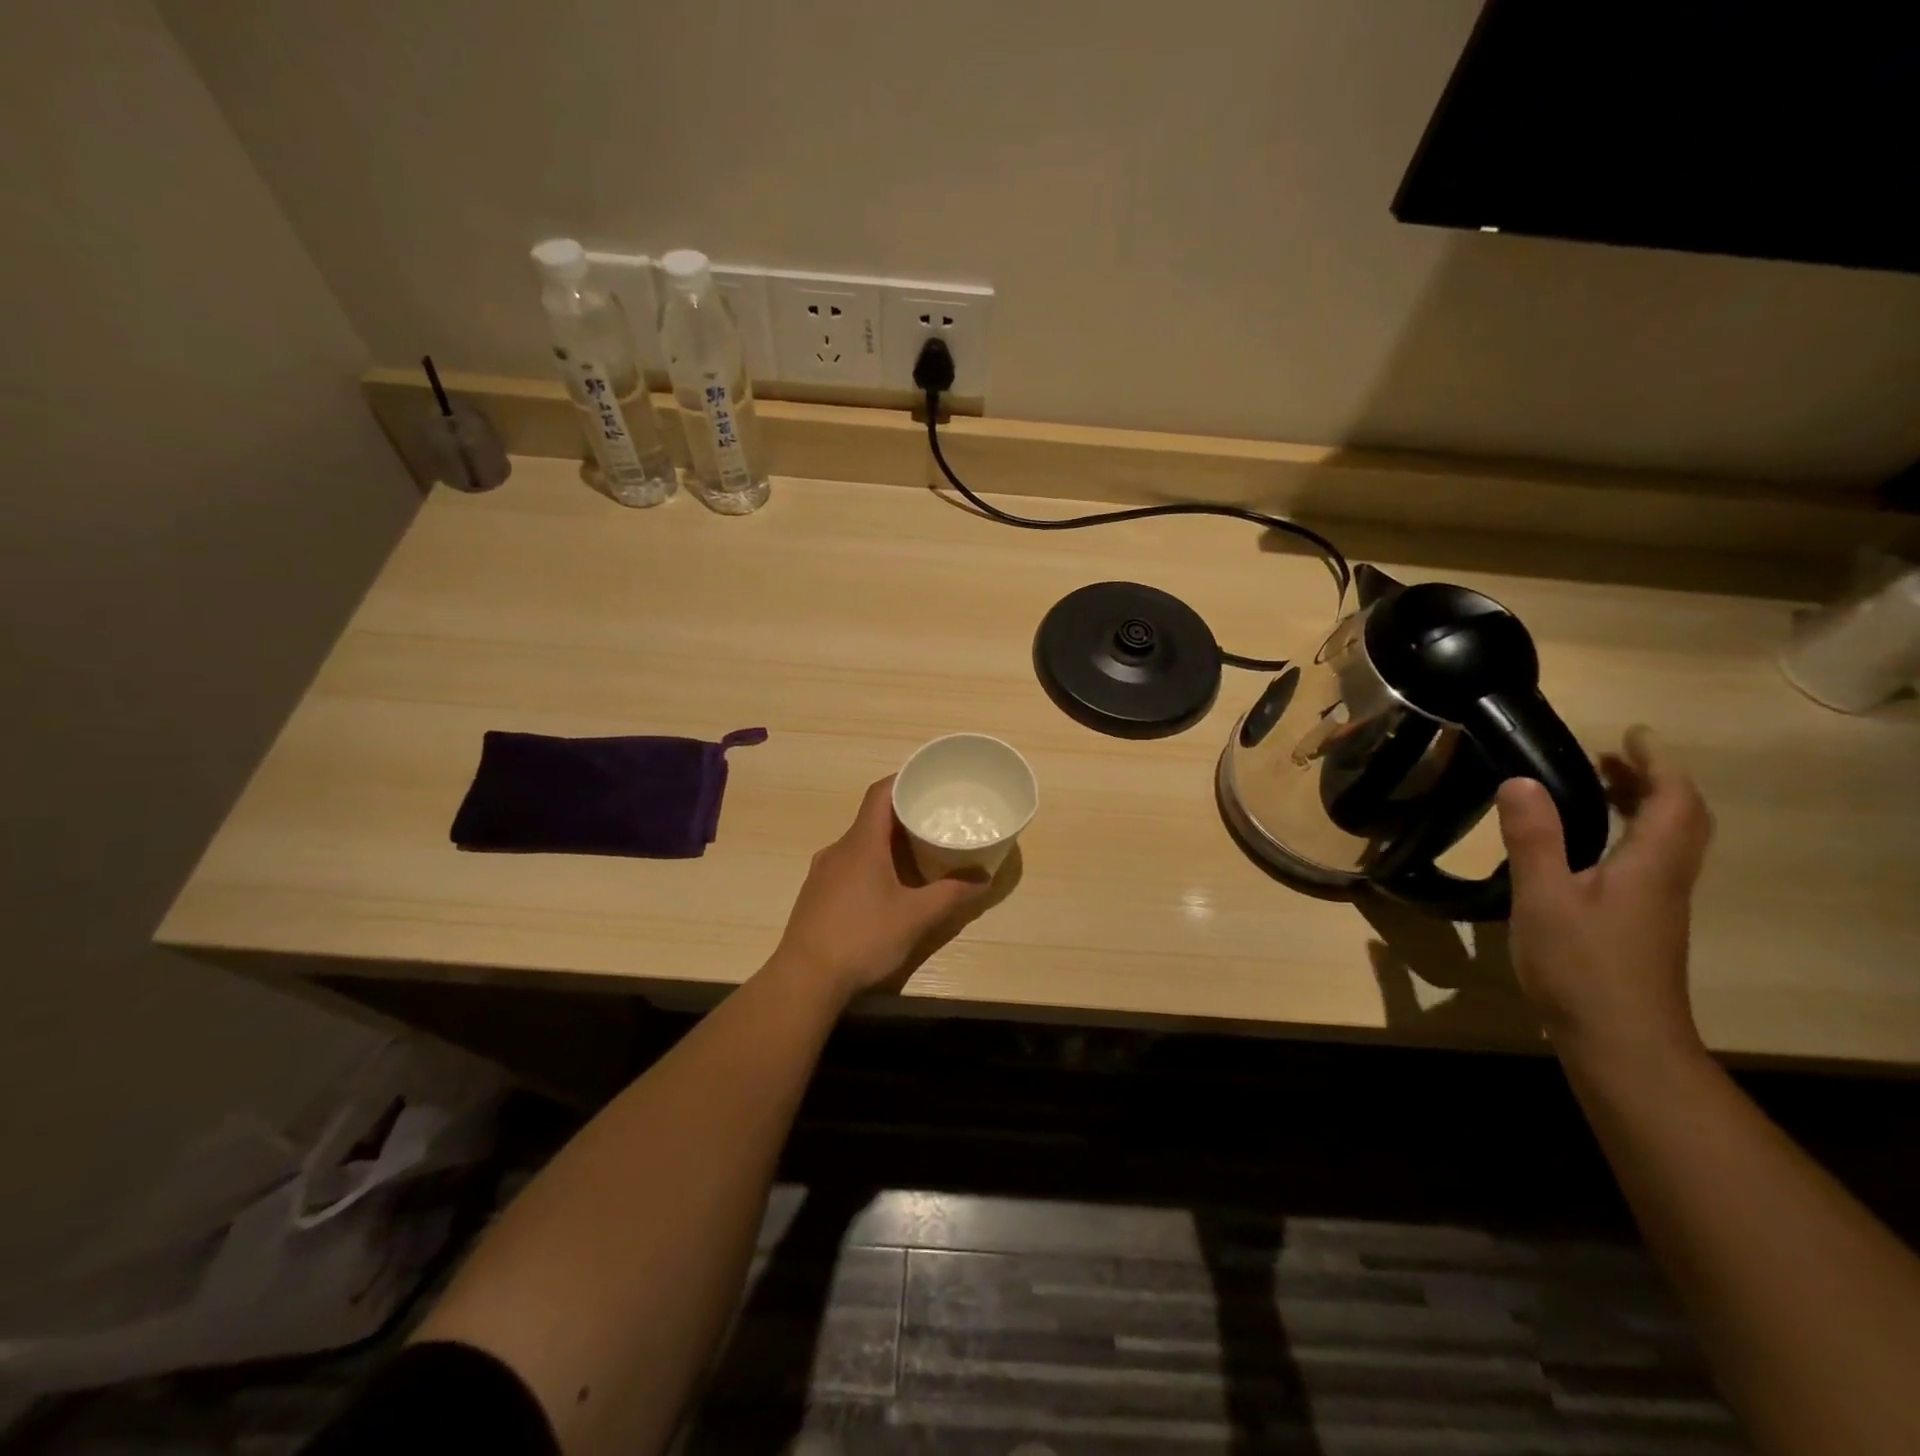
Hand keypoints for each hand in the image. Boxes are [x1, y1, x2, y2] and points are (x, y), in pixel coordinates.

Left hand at [770, 777, 993, 1002]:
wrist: (804, 979)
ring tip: (916, 856)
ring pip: (859, 845)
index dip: (903, 780)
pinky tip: (886, 890)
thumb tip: (984, 878)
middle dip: (903, 817)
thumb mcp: (915, 917)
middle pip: (871, 819)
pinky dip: (870, 866)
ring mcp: (822, 873)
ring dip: (886, 845)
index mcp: (861, 843)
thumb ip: (951, 894)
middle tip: (934, 822)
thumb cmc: (862, 937)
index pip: (880, 794)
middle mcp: (838, 849)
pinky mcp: (815, 895)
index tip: (928, 780)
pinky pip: (847, 867)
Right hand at [1495, 726, 1713, 1068]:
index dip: (1658, 763)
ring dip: (1640, 808)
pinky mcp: (1640, 926)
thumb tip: (1519, 780)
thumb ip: (1533, 839)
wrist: (1621, 1042)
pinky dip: (1624, 838)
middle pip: (1679, 820)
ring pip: (1664, 843)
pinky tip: (1583, 849)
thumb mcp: (1544, 897)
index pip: (1674, 801)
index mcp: (1650, 866)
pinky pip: (1645, 863)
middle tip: (1608, 758)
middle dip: (1651, 781)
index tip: (1631, 734)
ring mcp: (1656, 906)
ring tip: (1594, 791)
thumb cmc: (1582, 965)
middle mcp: (1665, 880)